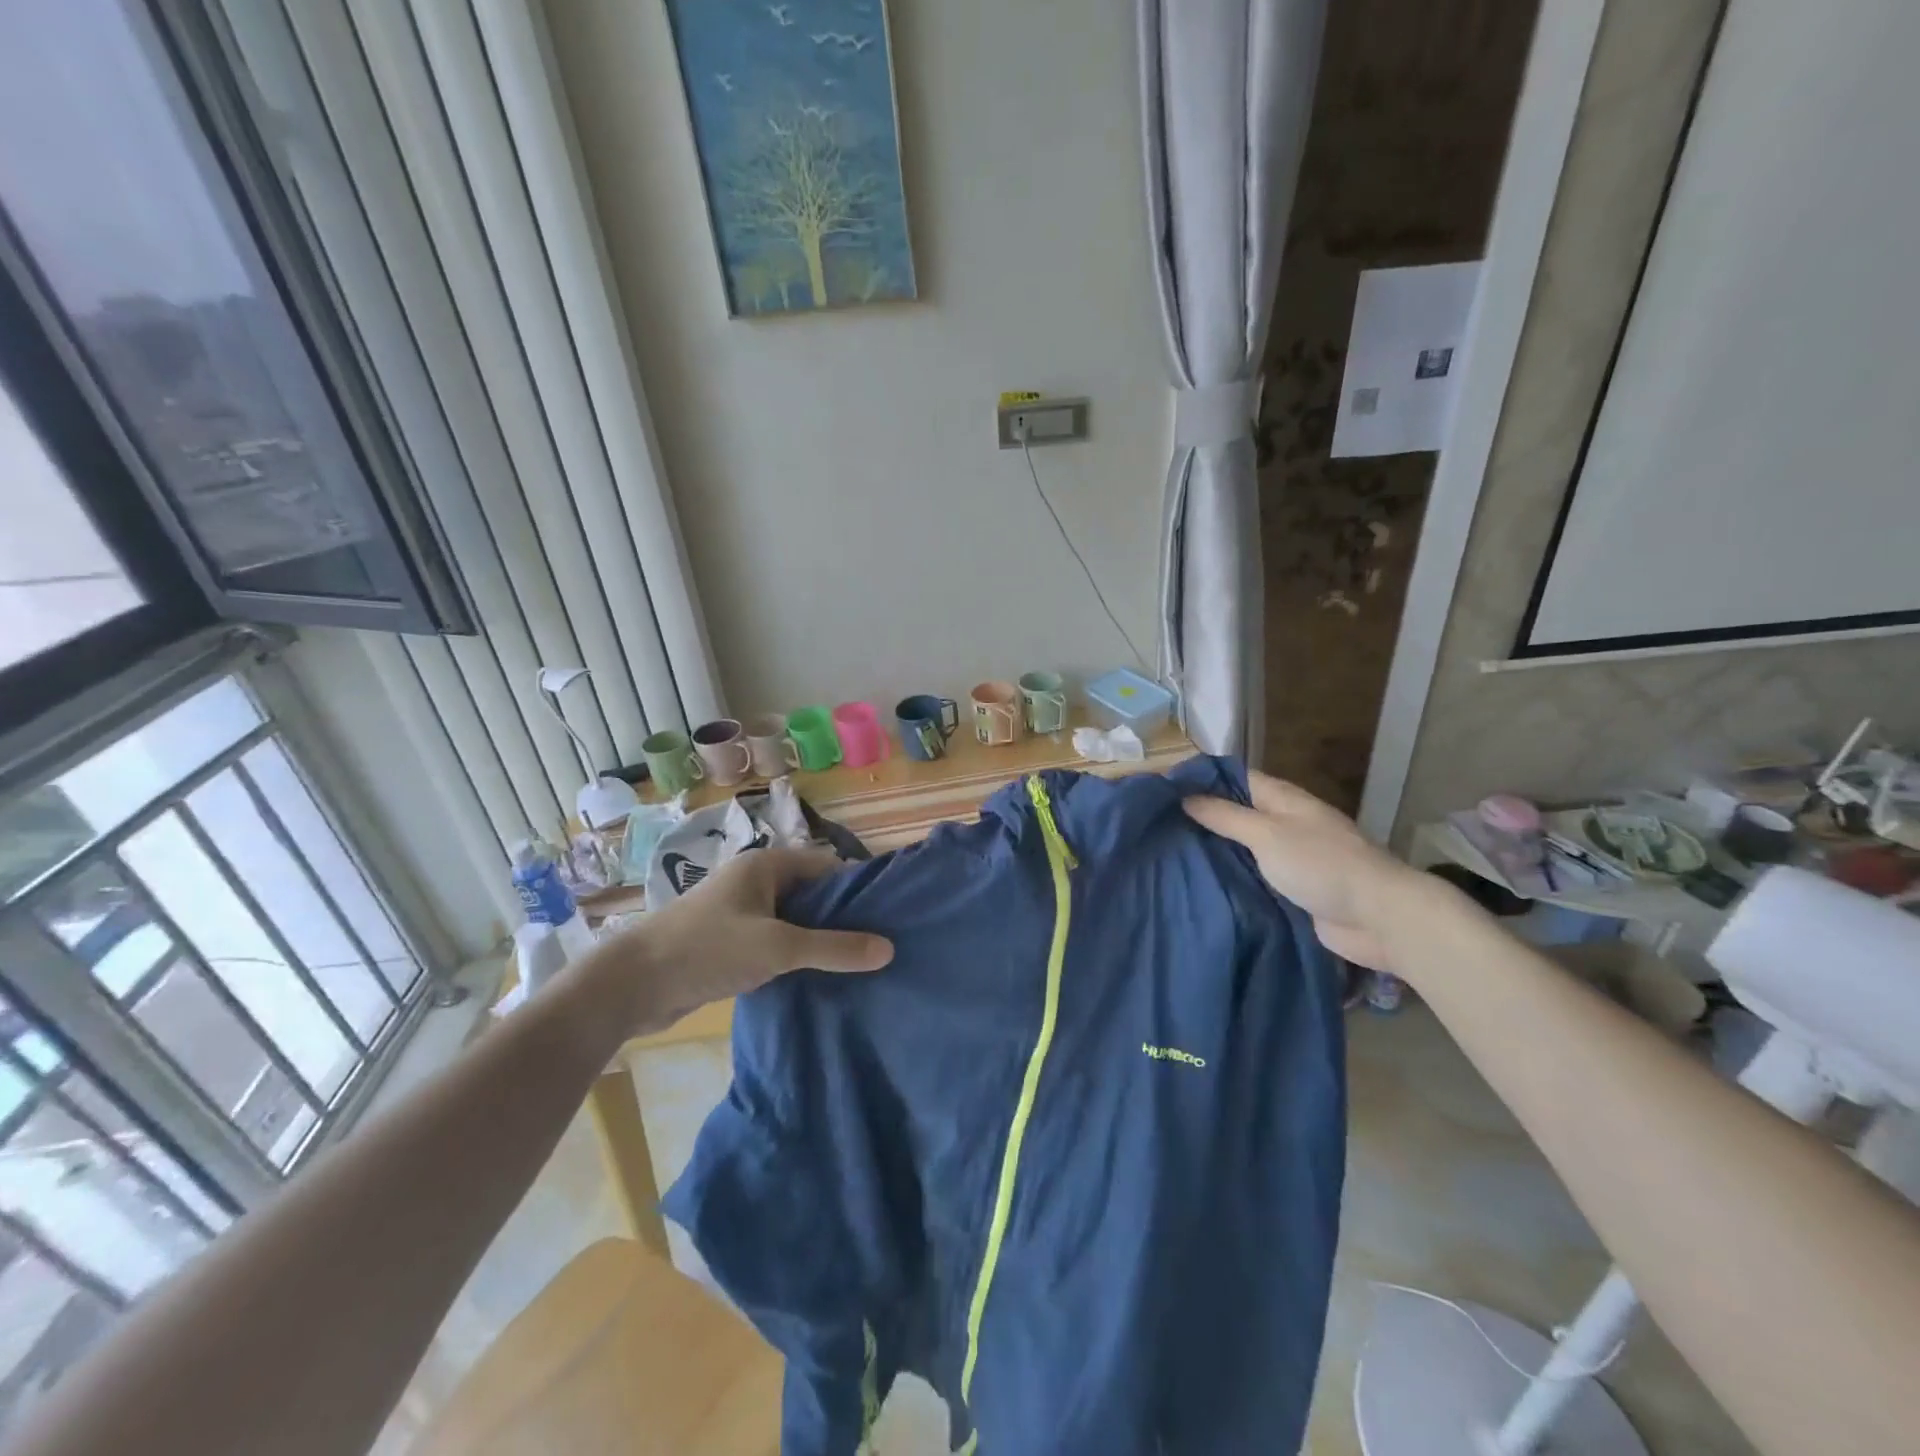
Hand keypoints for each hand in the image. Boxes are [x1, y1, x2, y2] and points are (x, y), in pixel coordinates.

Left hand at [573, 846, 893, 1037]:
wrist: (632, 985)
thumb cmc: (708, 950)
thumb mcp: (779, 948)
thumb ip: (834, 948)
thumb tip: (888, 948)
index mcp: (766, 866)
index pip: (828, 867)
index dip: (858, 889)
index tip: (888, 917)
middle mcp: (755, 881)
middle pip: (812, 894)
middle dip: (842, 918)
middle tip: (878, 945)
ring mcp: (740, 912)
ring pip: (794, 921)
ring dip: (818, 940)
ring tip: (856, 964)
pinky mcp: (729, 942)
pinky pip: (775, 941)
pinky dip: (795, 955)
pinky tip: (817, 977)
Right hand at [1183, 771, 1421, 971]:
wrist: (1378, 917)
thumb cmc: (1321, 865)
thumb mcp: (1267, 834)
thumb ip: (1226, 816)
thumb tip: (1186, 797)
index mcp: (1283, 799)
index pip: (1235, 778)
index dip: (1201, 780)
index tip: (1162, 789)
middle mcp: (1285, 823)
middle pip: (1237, 813)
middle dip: (1202, 817)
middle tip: (1157, 825)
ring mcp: (1290, 857)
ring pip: (1243, 847)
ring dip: (1214, 851)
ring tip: (1168, 853)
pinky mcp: (1292, 888)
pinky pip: (1253, 876)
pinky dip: (1231, 877)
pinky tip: (1200, 883)